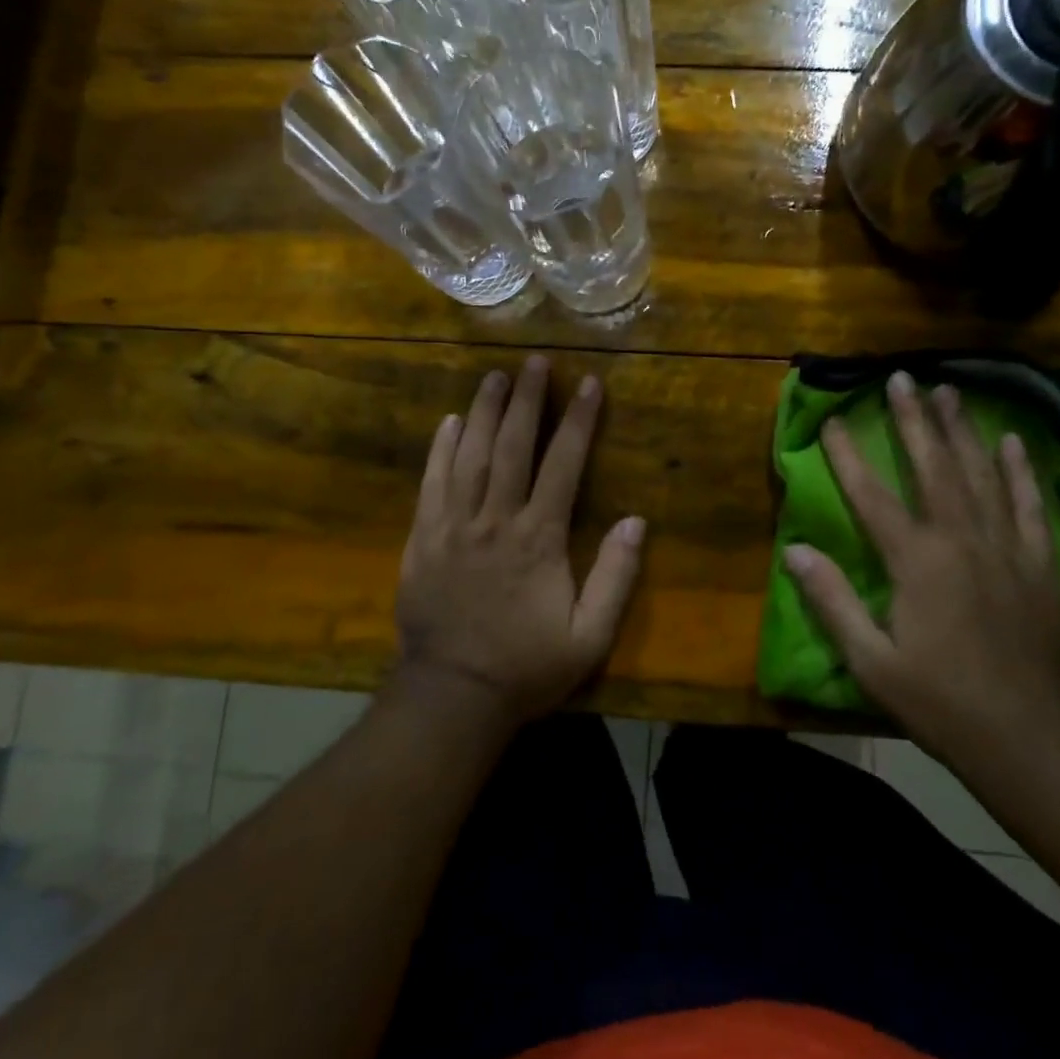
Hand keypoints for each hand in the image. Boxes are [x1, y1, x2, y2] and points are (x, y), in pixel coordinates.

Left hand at [394, 355, 645, 724]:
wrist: (452, 696)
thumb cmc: (527, 666)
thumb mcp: (589, 637)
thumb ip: (615, 577)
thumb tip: (637, 521)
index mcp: (538, 539)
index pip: (563, 465)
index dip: (579, 422)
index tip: (589, 384)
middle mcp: (495, 520)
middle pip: (513, 447)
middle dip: (527, 400)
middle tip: (534, 362)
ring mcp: (453, 526)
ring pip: (471, 456)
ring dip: (485, 412)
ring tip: (495, 376)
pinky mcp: (422, 539)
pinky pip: (432, 483)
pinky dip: (441, 449)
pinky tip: (451, 421)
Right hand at [784, 371, 1059, 765]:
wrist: (1032, 738)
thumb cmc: (941, 701)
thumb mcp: (871, 661)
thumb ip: (831, 601)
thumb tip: (793, 550)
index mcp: (915, 561)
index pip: (872, 495)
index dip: (848, 455)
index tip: (833, 419)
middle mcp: (960, 540)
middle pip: (933, 467)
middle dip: (914, 420)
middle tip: (903, 377)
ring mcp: (1006, 548)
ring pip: (981, 475)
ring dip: (962, 430)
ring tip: (951, 391)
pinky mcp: (1040, 564)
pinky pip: (1029, 506)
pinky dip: (1020, 471)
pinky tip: (1013, 442)